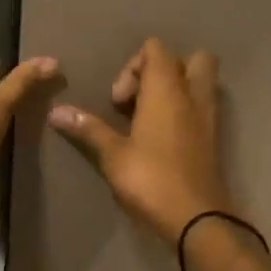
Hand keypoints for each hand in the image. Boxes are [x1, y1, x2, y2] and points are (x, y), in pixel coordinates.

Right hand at [47, 38, 236, 242]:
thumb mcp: (113, 156)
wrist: (198, 220)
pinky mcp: (214, 139)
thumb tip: (56, 111)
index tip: (118, 101)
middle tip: (141, 99)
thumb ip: (88, 129)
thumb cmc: (152, 180)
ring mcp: (209, 117)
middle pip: (192, 58)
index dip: (132, 66)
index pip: (155, 49)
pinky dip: (186, 112)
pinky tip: (162, 138)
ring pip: (202, 83)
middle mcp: (193, 96)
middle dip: (165, 70)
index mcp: (167, 90)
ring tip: (150, 118)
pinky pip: (203, 108)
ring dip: (178, 91)